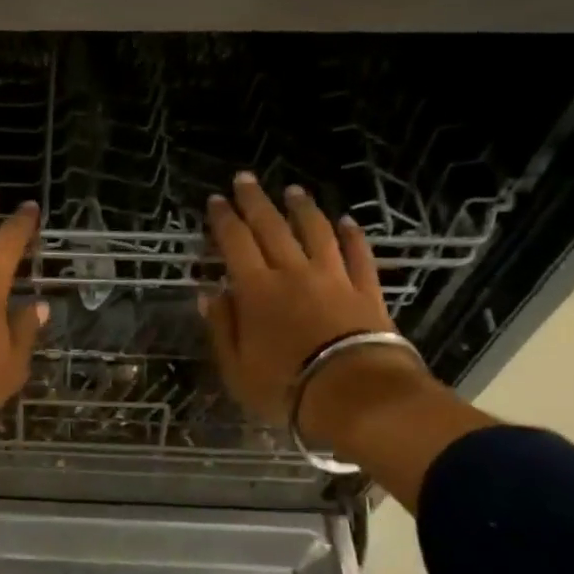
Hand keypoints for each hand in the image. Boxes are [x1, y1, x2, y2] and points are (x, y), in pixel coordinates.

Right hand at [201, 172, 424, 437]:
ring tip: (293, 192)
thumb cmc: (285, 387)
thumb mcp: (236, 367)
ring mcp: (332, 278)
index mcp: (256, 290)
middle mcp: (292, 273)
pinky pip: (358, 255)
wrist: (354, 394)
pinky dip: (353, 236)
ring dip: (302, 209)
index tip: (215, 201)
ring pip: (316, 232)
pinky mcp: (365, 290)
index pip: (235, 243)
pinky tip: (348, 222)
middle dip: (255, 201)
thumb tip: (208, 293)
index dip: (223, 220)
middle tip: (245, 179)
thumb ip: (221, 327)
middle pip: (271, 227)